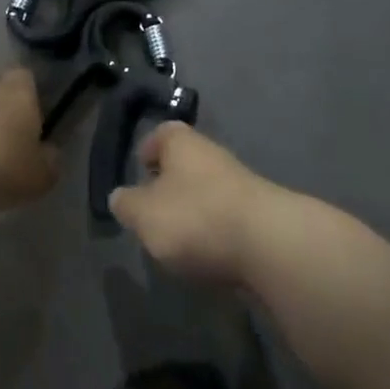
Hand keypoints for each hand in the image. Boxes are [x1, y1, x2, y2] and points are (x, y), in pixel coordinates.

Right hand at [108, 123, 277, 286]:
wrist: (270, 245)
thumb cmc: (196, 217)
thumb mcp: (144, 214)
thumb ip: (126, 205)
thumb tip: (120, 197)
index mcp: (181, 142)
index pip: (161, 134)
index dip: (148, 150)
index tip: (139, 171)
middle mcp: (211, 153)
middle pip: (185, 163)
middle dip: (169, 185)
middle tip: (153, 213)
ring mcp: (240, 183)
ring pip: (206, 190)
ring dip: (193, 210)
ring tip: (178, 240)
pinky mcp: (260, 215)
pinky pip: (227, 217)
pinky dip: (215, 231)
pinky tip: (209, 254)